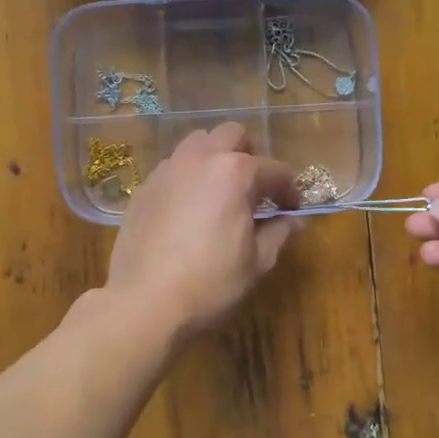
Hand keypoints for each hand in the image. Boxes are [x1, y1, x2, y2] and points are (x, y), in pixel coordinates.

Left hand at [105, 123, 298, 338]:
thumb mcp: (257, 263)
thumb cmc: (210, 284)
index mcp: (235, 172)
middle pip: (231, 135)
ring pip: (197, 144)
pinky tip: (188, 209)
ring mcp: (167, 170)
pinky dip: (188, 178)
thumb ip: (279, 233)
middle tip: (254, 189)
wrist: (144, 302)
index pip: (275, 170)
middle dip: (249, 156)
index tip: (292, 210)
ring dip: (215, 159)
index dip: (289, 191)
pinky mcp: (144, 188)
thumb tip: (294, 221)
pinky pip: (172, 168)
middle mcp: (200, 159)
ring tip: (219, 192)